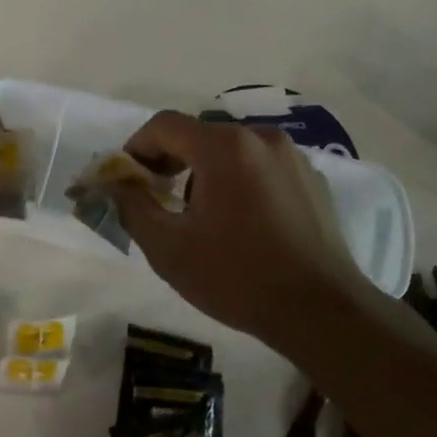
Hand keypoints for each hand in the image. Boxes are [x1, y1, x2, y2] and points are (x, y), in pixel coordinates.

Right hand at [111, 111, 363, 343]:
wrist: (322, 312)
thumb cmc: (237, 277)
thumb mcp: (168, 248)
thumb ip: (132, 207)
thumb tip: (115, 184)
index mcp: (225, 147)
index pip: (164, 125)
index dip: (137, 147)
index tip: (128, 181)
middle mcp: (261, 138)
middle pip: (199, 135)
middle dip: (170, 161)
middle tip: (157, 198)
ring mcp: (293, 157)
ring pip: (232, 150)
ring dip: (205, 171)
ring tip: (201, 216)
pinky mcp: (313, 180)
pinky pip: (261, 167)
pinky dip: (240, 181)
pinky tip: (241, 223)